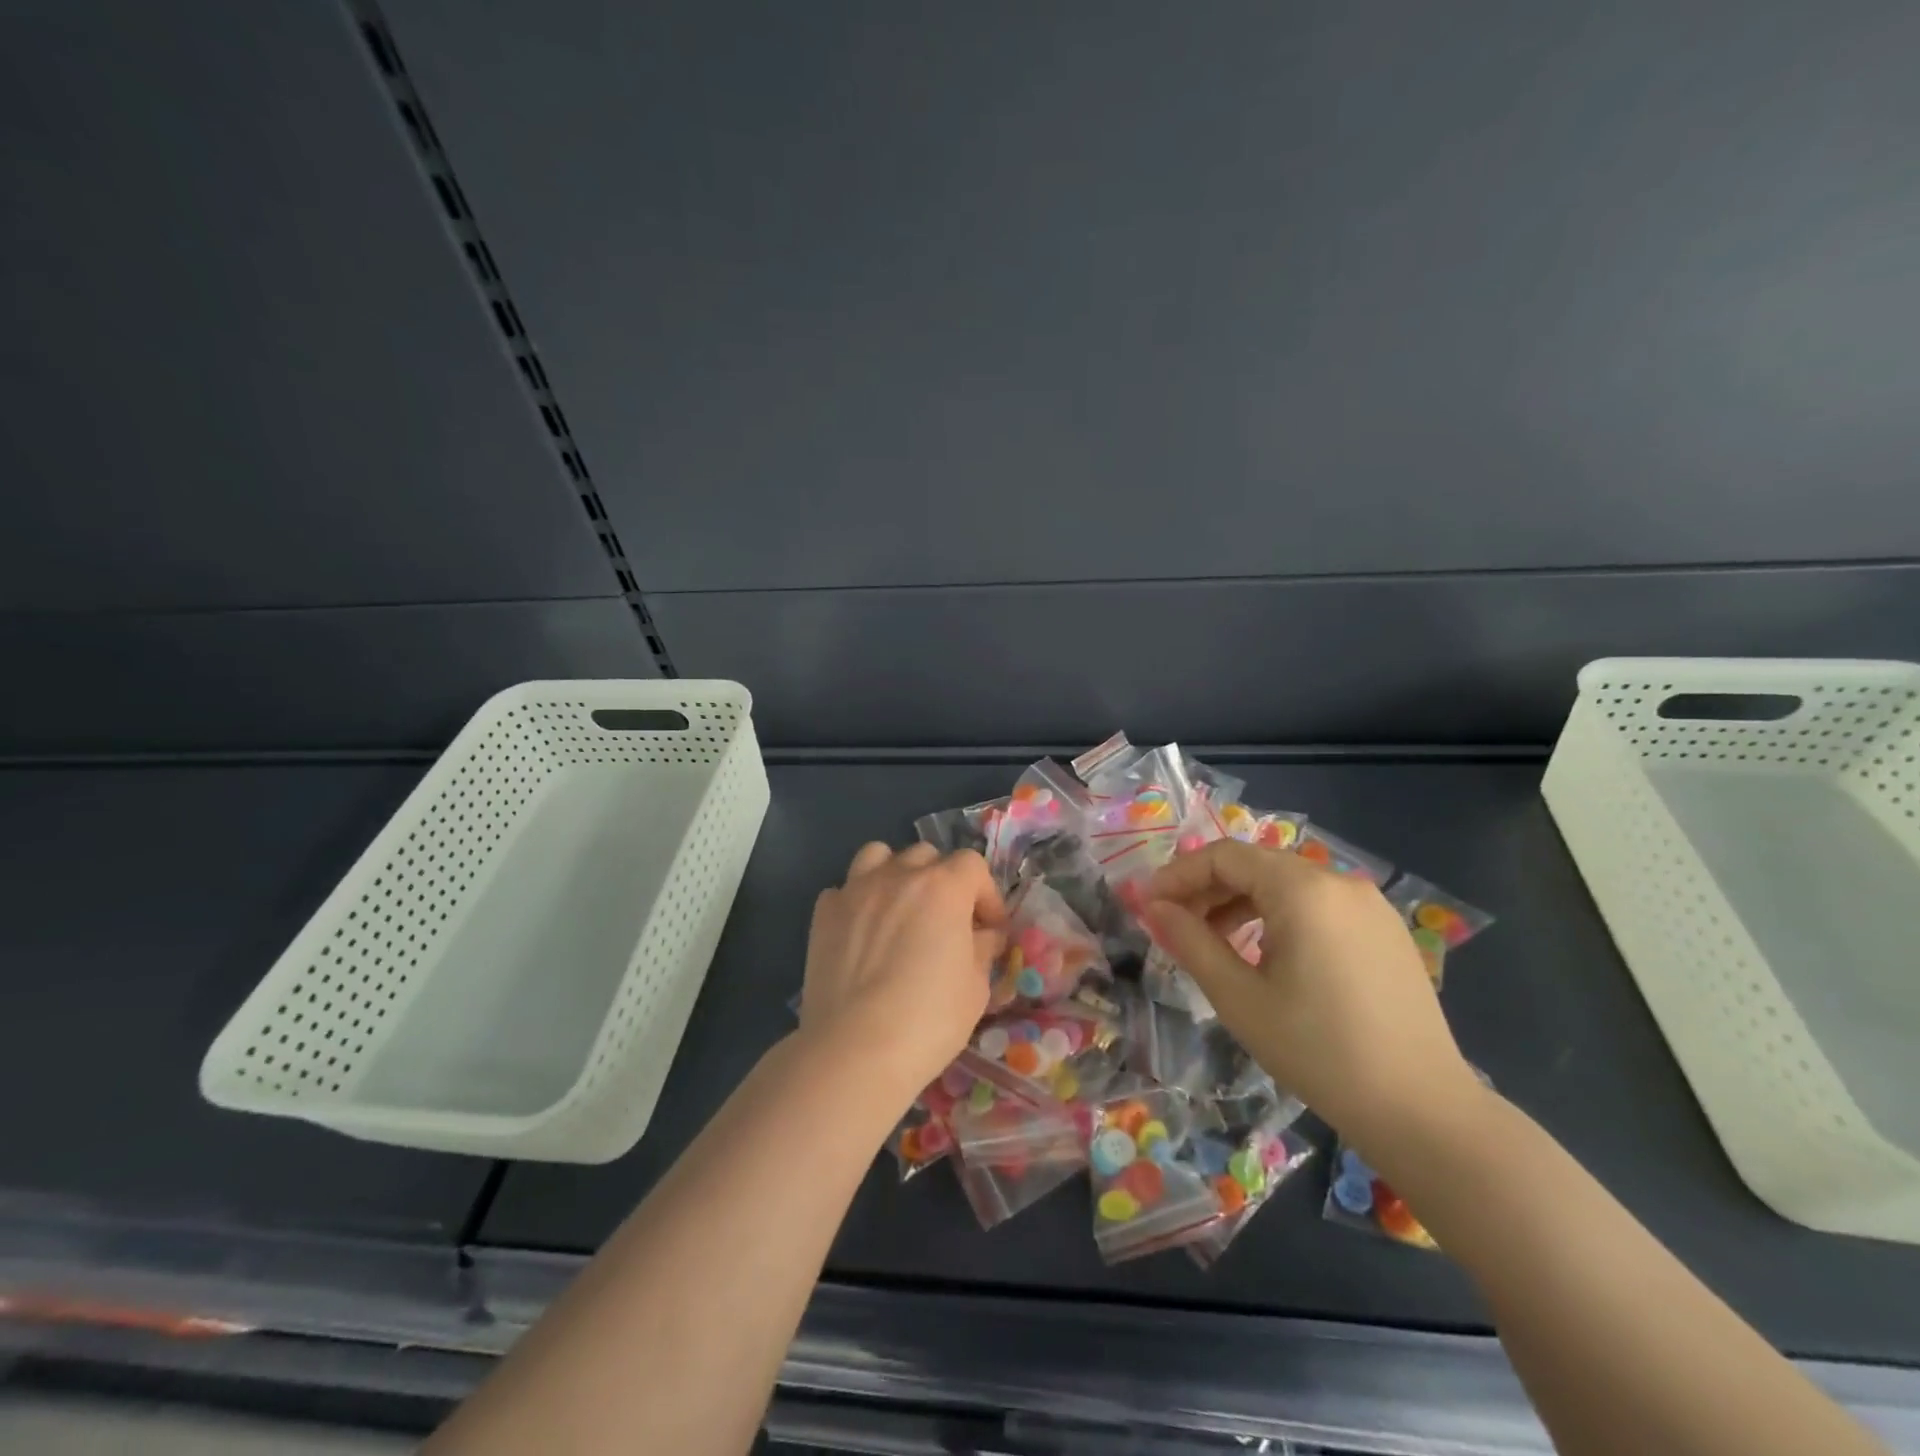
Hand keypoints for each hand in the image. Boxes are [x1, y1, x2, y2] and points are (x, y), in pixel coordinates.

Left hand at [798, 842, 1006, 1110]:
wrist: (854, 1048)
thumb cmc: (929, 1020)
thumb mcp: (976, 988)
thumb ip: (982, 949)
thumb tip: (984, 935)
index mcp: (944, 887)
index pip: (973, 866)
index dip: (986, 894)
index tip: (989, 928)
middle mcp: (899, 875)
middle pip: (927, 855)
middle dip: (943, 881)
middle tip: (946, 920)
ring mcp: (856, 889)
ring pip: (879, 856)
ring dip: (896, 874)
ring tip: (899, 909)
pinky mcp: (824, 912)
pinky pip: (845, 888)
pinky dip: (859, 901)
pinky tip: (863, 931)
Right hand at [1144, 841, 1478, 1148]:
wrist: (1421, 1110)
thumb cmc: (1317, 1051)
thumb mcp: (1239, 997)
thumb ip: (1190, 941)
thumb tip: (1154, 907)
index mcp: (1302, 890)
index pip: (1224, 856)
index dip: (1178, 875)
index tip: (1148, 905)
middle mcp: (1339, 882)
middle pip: (1255, 866)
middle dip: (1207, 890)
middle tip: (1174, 926)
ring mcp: (1369, 905)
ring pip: (1286, 885)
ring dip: (1241, 904)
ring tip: (1214, 944)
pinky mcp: (1385, 931)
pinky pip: (1317, 906)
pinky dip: (1279, 917)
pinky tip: (1265, 955)